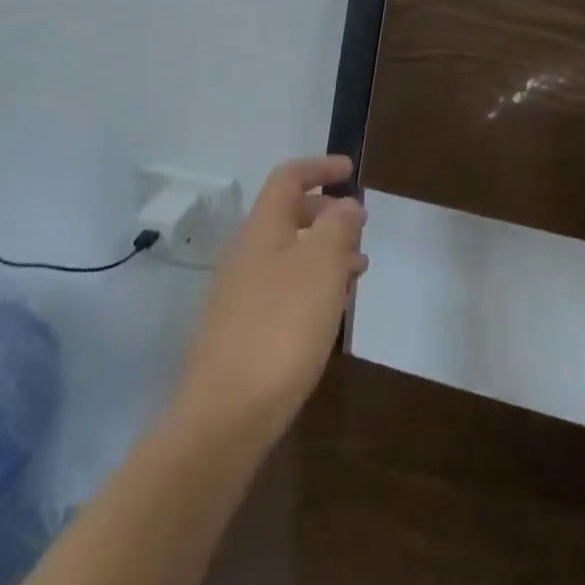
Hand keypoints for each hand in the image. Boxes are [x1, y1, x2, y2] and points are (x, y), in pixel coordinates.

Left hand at [174, 156, 367, 447]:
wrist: (225, 416)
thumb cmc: (281, 327)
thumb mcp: (322, 266)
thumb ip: (338, 226)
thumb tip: (346, 204)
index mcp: (262, 229)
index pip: (288, 177)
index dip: (319, 167)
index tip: (351, 171)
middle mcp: (246, 253)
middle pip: (287, 215)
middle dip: (326, 213)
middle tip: (360, 227)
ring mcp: (240, 294)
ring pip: (288, 254)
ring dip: (323, 252)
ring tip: (357, 271)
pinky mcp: (242, 330)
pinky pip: (282, 288)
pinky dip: (311, 284)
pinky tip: (330, 310)